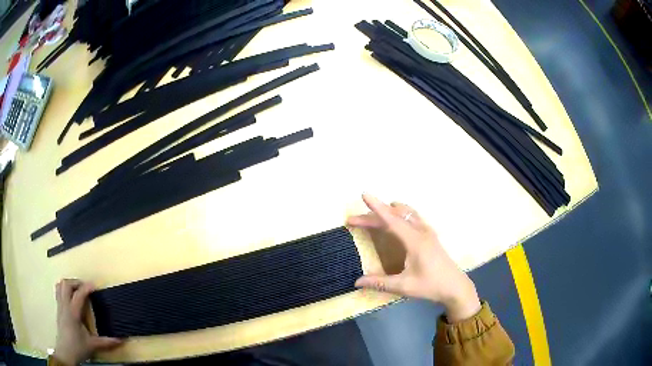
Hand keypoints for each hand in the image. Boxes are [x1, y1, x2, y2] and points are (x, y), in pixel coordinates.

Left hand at [53, 279, 122, 364]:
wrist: (66, 352)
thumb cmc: (78, 347)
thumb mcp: (93, 345)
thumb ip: (106, 342)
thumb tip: (121, 340)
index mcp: (73, 312)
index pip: (79, 294)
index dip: (86, 288)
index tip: (94, 285)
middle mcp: (64, 306)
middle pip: (66, 284)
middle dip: (76, 282)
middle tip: (85, 287)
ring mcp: (60, 306)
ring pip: (60, 286)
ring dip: (69, 284)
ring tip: (77, 290)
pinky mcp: (58, 309)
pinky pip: (58, 292)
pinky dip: (64, 290)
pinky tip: (71, 298)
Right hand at [347, 194, 481, 321]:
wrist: (456, 286)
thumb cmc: (431, 286)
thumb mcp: (405, 286)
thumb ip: (380, 283)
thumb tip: (357, 282)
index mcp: (415, 241)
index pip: (392, 220)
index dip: (377, 207)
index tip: (364, 194)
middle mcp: (421, 231)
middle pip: (394, 216)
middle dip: (373, 215)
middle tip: (353, 220)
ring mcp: (427, 232)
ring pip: (406, 213)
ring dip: (388, 212)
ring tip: (374, 216)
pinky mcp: (430, 235)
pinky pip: (413, 217)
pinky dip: (400, 215)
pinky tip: (396, 222)